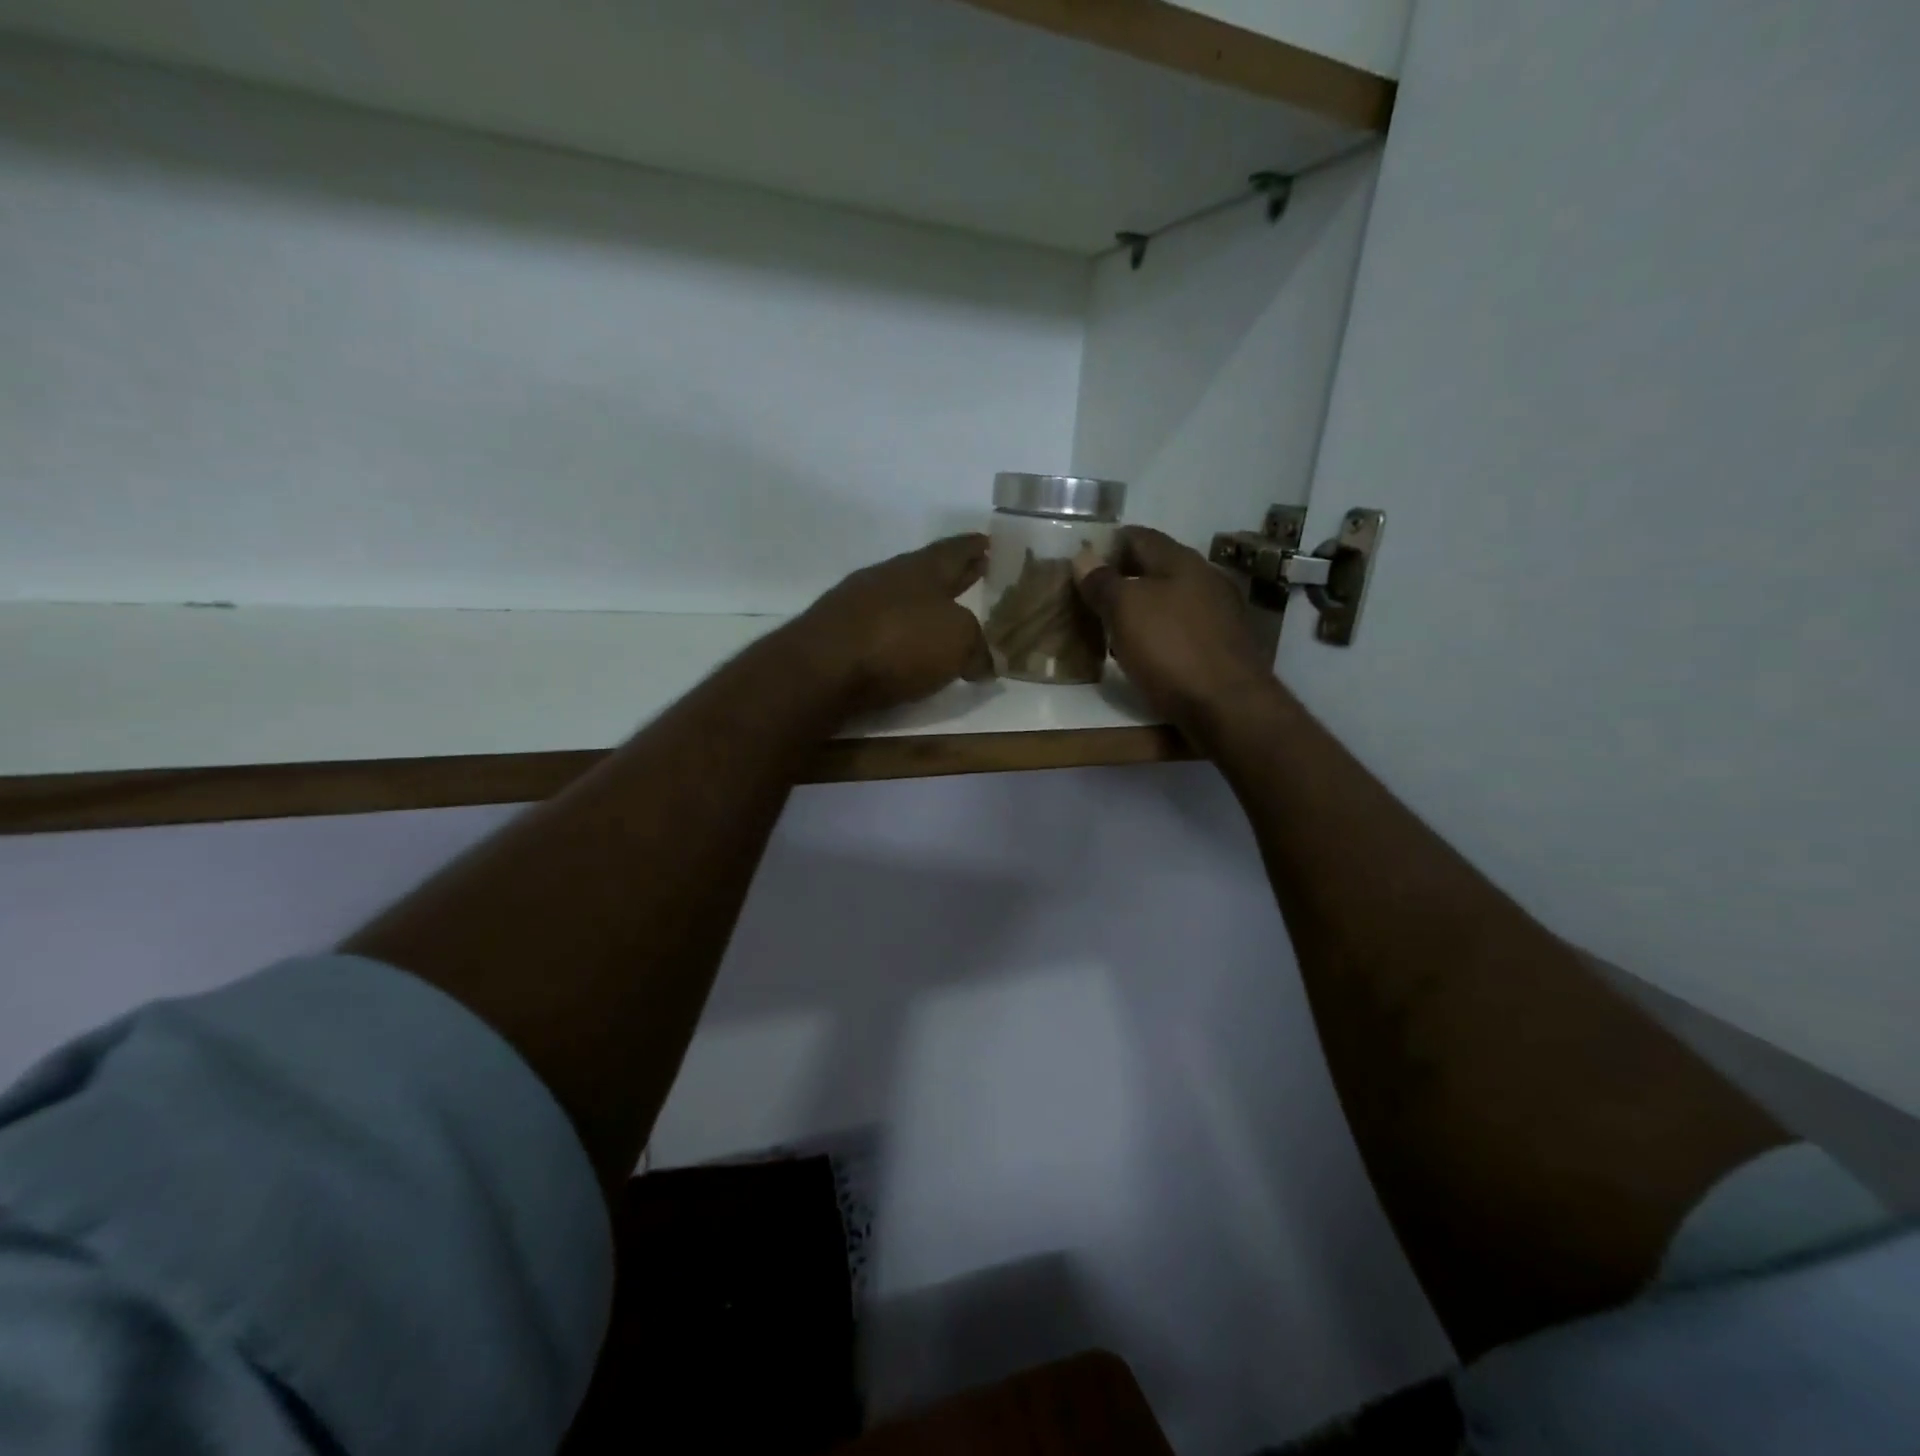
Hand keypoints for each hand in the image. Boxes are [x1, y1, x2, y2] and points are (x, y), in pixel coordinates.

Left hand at [789, 534, 994, 715]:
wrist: (823, 668)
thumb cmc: (901, 642)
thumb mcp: (959, 641)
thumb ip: (978, 646)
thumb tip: (984, 662)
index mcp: (923, 568)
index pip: (956, 550)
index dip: (974, 548)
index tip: (988, 543)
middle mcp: (889, 576)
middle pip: (929, 572)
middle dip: (955, 575)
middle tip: (977, 573)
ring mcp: (858, 602)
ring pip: (902, 596)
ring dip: (924, 604)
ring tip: (944, 615)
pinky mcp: (838, 633)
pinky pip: (881, 625)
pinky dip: (899, 631)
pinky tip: (905, 644)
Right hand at [1073, 527, 1276, 734]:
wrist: (1228, 705)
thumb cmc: (1171, 648)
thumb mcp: (1125, 610)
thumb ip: (1102, 582)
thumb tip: (1083, 556)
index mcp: (1181, 561)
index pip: (1139, 536)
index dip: (1109, 544)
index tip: (1083, 561)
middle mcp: (1205, 578)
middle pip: (1157, 567)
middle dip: (1125, 577)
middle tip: (1092, 595)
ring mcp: (1219, 613)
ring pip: (1171, 598)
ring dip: (1142, 607)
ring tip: (1112, 625)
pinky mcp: (1223, 645)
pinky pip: (1182, 627)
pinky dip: (1159, 632)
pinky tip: (1144, 651)